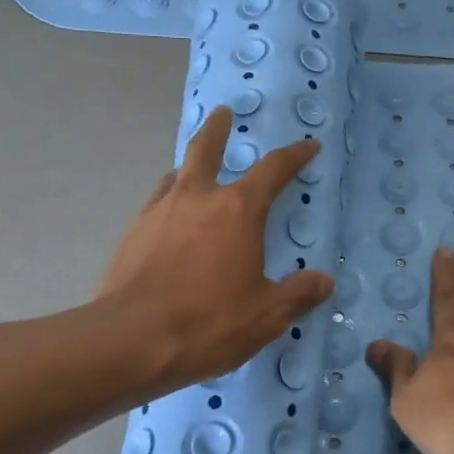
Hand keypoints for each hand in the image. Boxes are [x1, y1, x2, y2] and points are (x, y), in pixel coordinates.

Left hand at [98, 106, 333, 388]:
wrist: (130, 340)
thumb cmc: (208, 322)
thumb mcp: (265, 315)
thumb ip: (297, 294)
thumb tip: (324, 282)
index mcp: (238, 211)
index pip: (274, 170)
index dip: (294, 155)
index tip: (308, 146)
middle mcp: (198, 199)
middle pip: (207, 149)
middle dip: (218, 129)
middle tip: (223, 112)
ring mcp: (160, 212)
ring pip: (177, 174)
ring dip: (190, 166)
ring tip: (195, 171)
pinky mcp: (133, 233)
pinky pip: (157, 202)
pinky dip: (170, 199)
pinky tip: (171, 217)